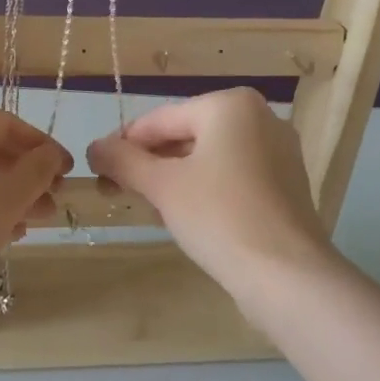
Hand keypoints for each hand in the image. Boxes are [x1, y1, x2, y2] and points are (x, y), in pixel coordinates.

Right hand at [87, 88, 331, 294]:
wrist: (286, 274)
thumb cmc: (218, 216)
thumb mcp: (161, 185)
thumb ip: (122, 160)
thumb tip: (93, 147)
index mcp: (230, 105)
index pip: (159, 120)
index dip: (122, 145)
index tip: (96, 170)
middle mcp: (260, 118)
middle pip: (184, 136)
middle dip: (147, 163)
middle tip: (115, 191)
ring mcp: (278, 152)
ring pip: (207, 157)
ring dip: (171, 178)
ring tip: (145, 206)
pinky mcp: (285, 184)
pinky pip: (231, 175)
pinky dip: (203, 188)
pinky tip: (182, 215)